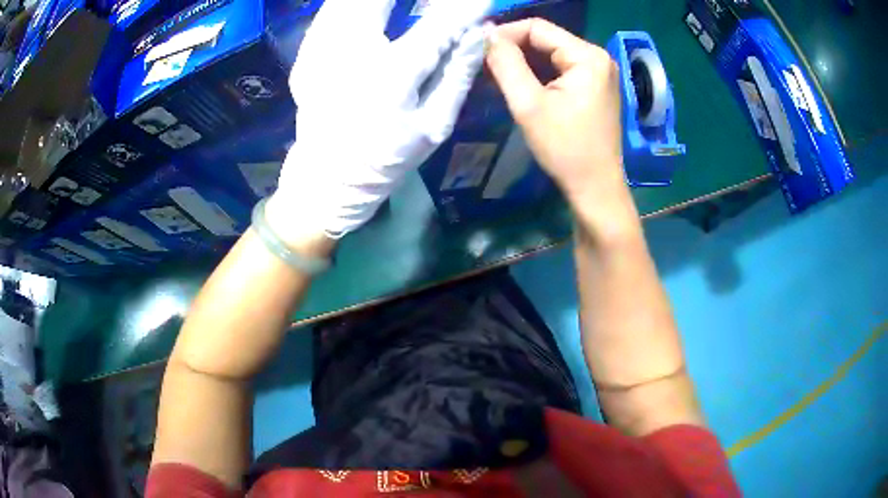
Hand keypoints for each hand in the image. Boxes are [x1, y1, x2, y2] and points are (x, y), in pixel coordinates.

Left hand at [268, 0, 490, 239]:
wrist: (326, 180)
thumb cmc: (387, 158)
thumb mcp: (434, 126)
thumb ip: (458, 74)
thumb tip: (479, 33)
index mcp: (392, 76)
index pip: (438, 25)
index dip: (463, 9)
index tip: (482, 0)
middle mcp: (352, 54)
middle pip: (376, 1)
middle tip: (429, 2)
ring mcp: (320, 53)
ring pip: (348, 2)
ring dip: (375, 1)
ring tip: (399, 8)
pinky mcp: (304, 55)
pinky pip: (329, 13)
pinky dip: (349, 6)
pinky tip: (367, 11)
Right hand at [485, 19, 626, 207]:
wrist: (595, 187)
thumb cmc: (565, 148)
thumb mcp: (529, 104)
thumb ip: (506, 64)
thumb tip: (487, 35)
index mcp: (587, 56)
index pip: (538, 28)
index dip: (505, 35)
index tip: (481, 52)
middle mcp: (598, 57)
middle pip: (546, 39)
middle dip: (515, 49)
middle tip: (487, 66)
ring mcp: (599, 72)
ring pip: (552, 53)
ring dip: (524, 61)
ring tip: (500, 76)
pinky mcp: (596, 86)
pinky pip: (561, 68)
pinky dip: (539, 72)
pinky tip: (523, 85)